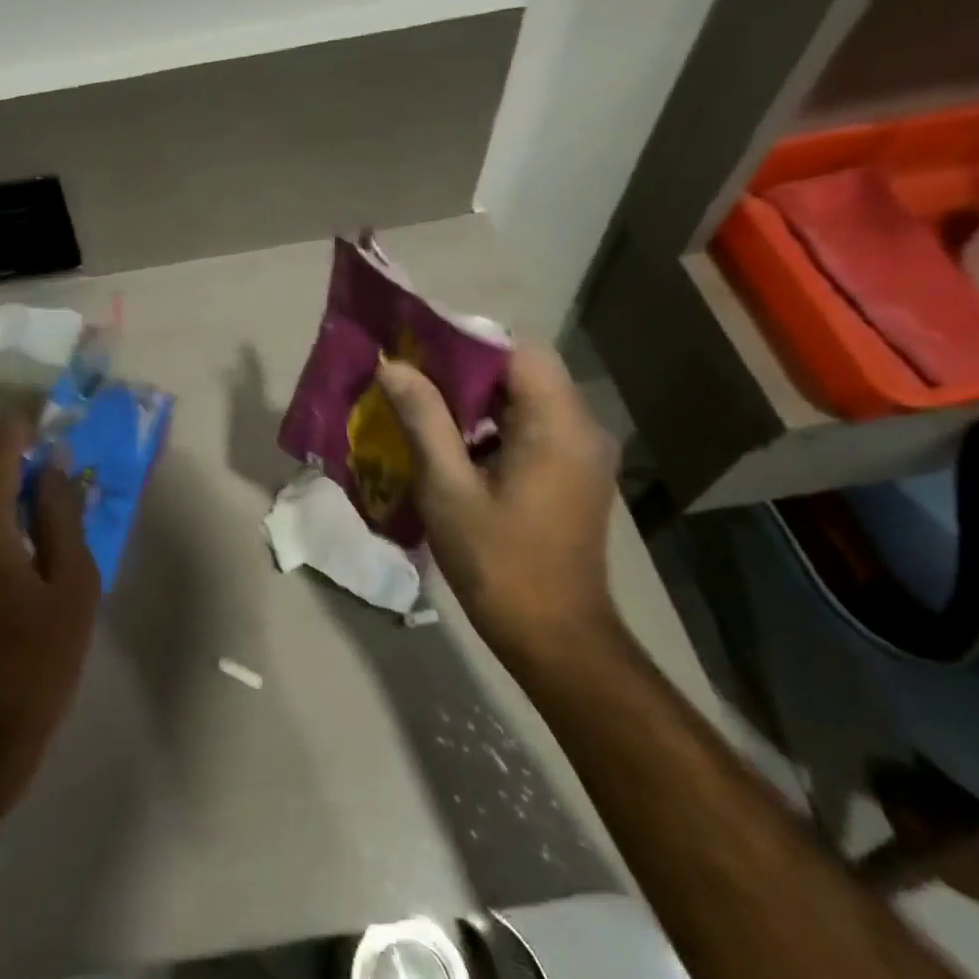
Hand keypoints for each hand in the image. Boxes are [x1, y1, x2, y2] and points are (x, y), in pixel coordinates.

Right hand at [376, 346, 619, 670]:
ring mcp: (583, 454)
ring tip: (424, 413)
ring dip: (477, 401)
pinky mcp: (575, 476)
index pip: (518, 349)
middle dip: (465, 371)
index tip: (418, 353)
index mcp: (558, 424)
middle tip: (410, 383)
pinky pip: (533, 430)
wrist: (554, 636)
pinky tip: (455, 450)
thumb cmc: (497, 561)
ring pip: (527, 401)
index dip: (467, 342)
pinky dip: (494, 428)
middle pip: (523, 372)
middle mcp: (582, 428)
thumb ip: (424, 420)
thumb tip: (395, 367)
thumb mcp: (448, 488)